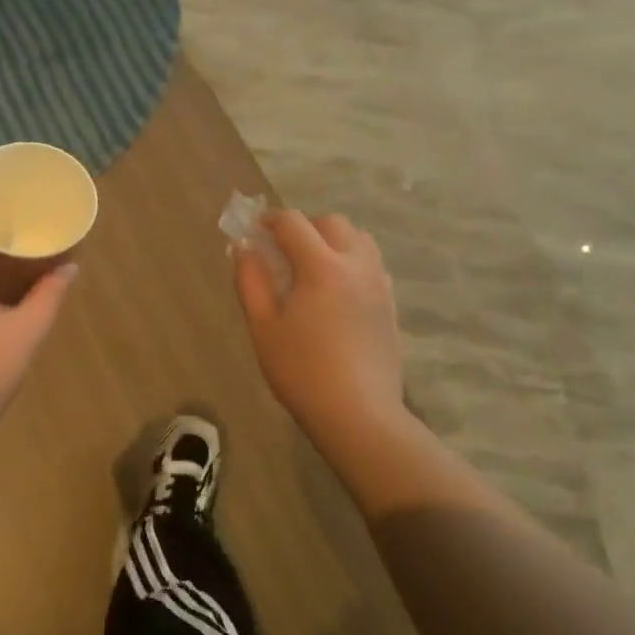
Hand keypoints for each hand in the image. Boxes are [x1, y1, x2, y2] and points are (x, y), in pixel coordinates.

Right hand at [233, 210, 402, 435]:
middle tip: (281, 250)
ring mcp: (379, 284)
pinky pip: (372, 264)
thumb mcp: (263, 326)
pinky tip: (335, 291)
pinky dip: (351, 261)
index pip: (293, 222)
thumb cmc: (301, 370)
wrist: (359, 415)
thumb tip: (244, 248)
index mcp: (322, 266)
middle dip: (303, 226)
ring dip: (332, 240)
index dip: (269, 220)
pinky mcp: (390, 304)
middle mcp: (356, 264)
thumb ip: (250, 280)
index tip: (253, 231)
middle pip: (331, 222)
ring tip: (311, 266)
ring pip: (358, 239)